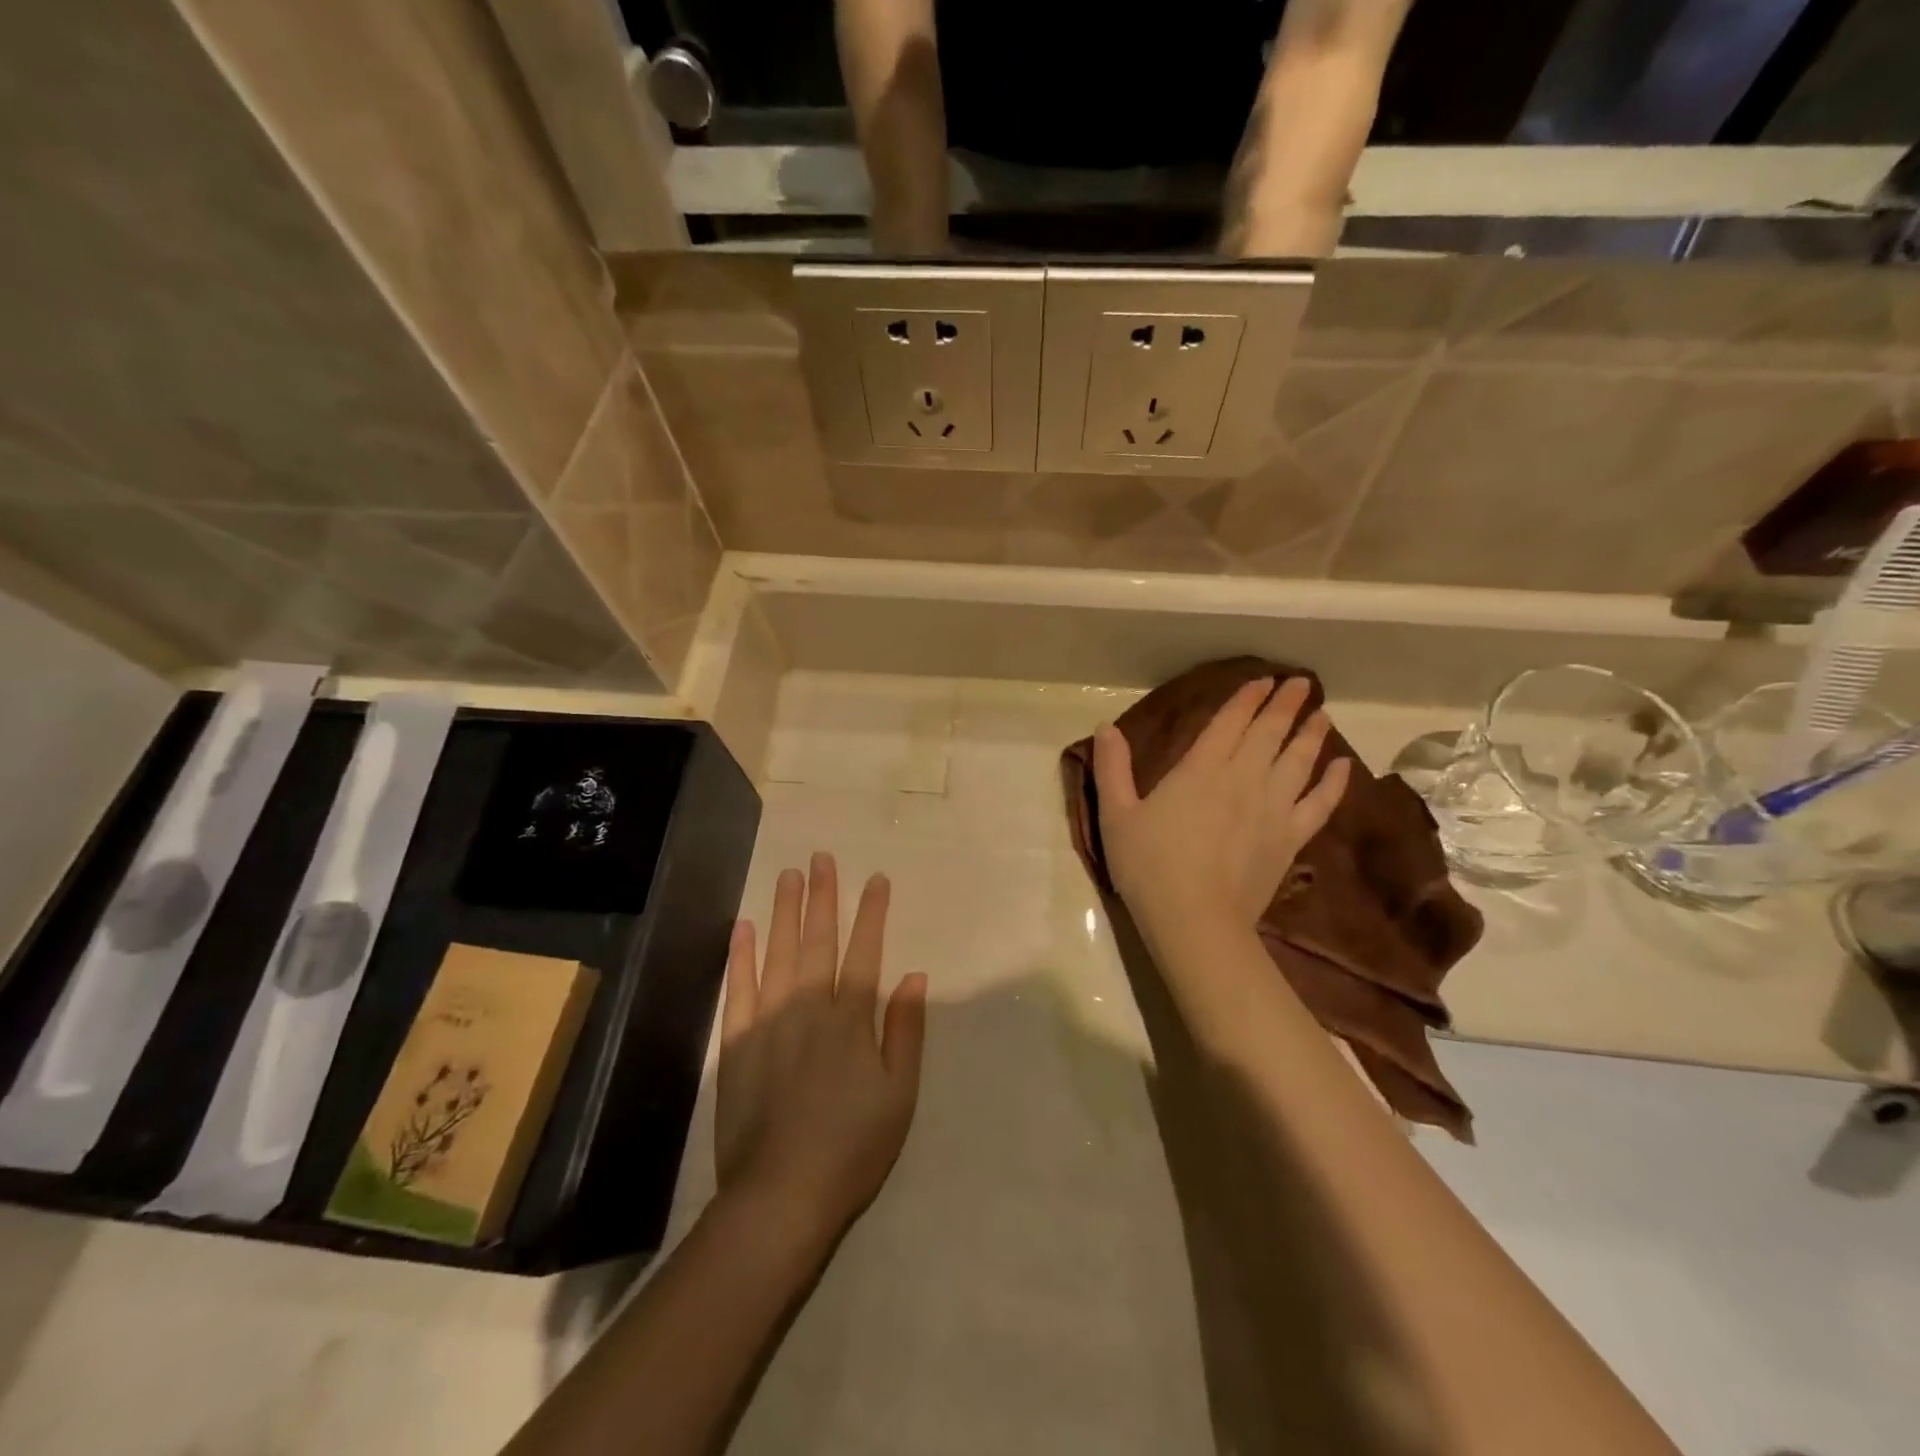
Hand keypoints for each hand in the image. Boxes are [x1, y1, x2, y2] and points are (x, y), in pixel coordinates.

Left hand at [716, 853, 927, 1249]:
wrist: (782, 1194)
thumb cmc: (853, 1147)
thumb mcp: (899, 1094)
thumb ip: (905, 1031)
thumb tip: (913, 975)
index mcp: (851, 1019)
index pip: (865, 951)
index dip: (872, 913)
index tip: (877, 880)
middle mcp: (810, 1007)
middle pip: (818, 940)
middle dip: (823, 896)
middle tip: (822, 858)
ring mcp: (769, 1021)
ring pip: (779, 952)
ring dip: (785, 911)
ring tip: (789, 875)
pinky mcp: (738, 1042)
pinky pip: (739, 988)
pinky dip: (741, 956)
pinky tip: (744, 927)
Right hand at [1092, 677, 1350, 936]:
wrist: (1195, 920)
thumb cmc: (1148, 866)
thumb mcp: (1116, 814)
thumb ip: (1112, 768)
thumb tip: (1106, 727)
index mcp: (1200, 770)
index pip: (1229, 723)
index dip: (1246, 699)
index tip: (1263, 680)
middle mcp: (1243, 779)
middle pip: (1269, 734)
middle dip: (1285, 705)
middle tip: (1303, 683)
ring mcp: (1272, 808)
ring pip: (1299, 761)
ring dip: (1312, 735)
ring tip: (1323, 715)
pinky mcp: (1290, 839)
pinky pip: (1319, 804)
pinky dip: (1333, 783)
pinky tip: (1344, 767)